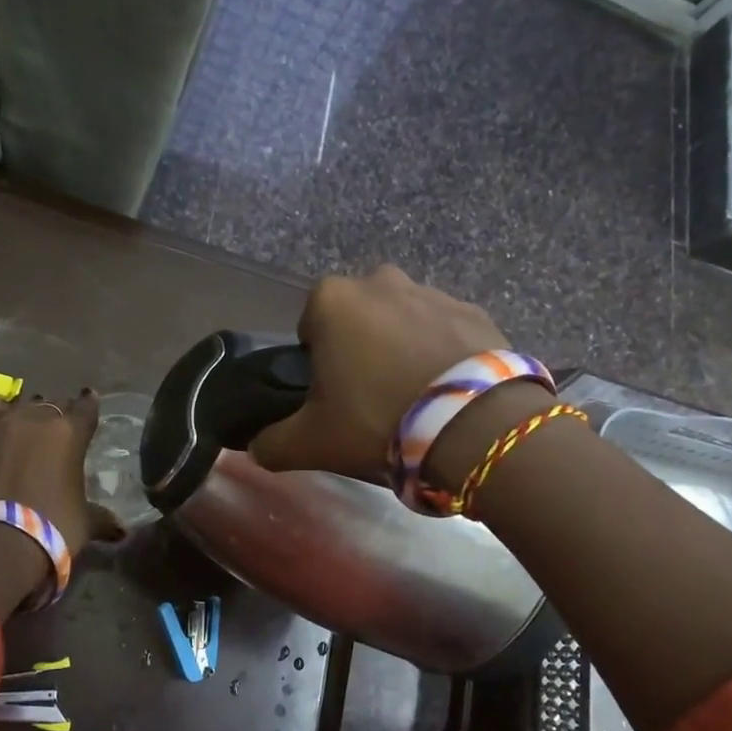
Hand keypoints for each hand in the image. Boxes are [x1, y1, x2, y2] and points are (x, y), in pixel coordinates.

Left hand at [0, 390, 123, 554]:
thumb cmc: (53, 526)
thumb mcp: (85, 522)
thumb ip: (102, 519)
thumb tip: (121, 532)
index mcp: (71, 433)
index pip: (86, 407)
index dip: (88, 405)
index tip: (89, 401)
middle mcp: (38, 419)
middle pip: (52, 404)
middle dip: (58, 412)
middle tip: (59, 425)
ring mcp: (2, 425)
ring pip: (20, 406)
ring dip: (27, 412)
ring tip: (28, 423)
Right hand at [250, 266, 510, 479]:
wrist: (472, 425)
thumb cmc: (377, 422)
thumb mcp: (311, 443)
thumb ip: (272, 444)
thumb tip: (256, 448)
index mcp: (333, 300)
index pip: (309, 323)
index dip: (316, 360)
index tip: (331, 394)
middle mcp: (381, 281)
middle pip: (358, 317)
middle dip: (360, 347)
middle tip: (370, 398)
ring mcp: (433, 292)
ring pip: (403, 320)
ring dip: (402, 347)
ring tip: (414, 397)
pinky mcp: (475, 311)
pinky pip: (446, 331)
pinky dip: (443, 353)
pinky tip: (448, 391)